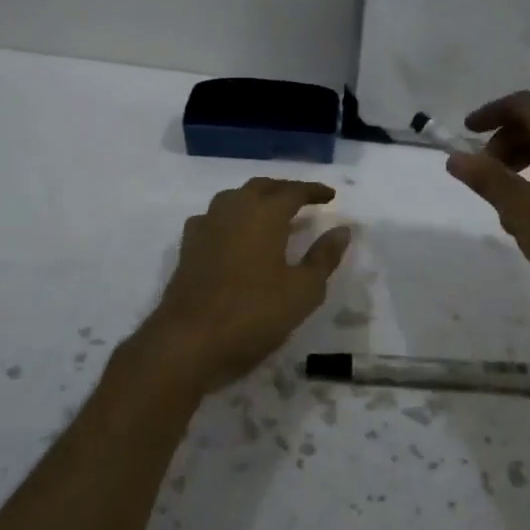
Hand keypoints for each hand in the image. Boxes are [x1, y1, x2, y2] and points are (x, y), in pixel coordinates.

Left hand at [144, 178, 351, 389]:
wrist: (187, 342)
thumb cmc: (253, 314)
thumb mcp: (303, 291)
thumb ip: (324, 257)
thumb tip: (342, 230)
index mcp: (264, 214)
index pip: (293, 191)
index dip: (313, 191)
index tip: (330, 196)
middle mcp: (233, 210)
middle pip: (261, 187)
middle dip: (284, 190)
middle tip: (303, 200)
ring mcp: (206, 227)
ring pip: (234, 198)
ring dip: (256, 199)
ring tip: (272, 214)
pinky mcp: (188, 247)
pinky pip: (214, 218)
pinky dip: (232, 218)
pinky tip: (235, 235)